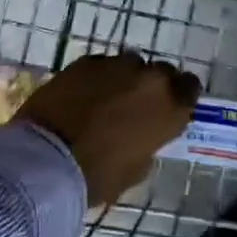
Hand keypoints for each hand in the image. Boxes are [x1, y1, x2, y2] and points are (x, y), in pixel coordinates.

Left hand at [17, 51, 200, 206]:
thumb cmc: (97, 175)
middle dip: (151, 87)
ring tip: (106, 100)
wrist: (46, 158)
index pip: (190, 87)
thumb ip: (148, 145)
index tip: (169, 108)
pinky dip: (98, 78)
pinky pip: (102, 66)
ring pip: (130, 65)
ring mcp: (116, 64)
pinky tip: (83, 96)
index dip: (180, 96)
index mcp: (170, 106)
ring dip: (124, 80)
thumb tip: (144, 138)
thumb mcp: (136, 170)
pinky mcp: (86, 61)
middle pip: (161, 72)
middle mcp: (149, 77)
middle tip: (136, 107)